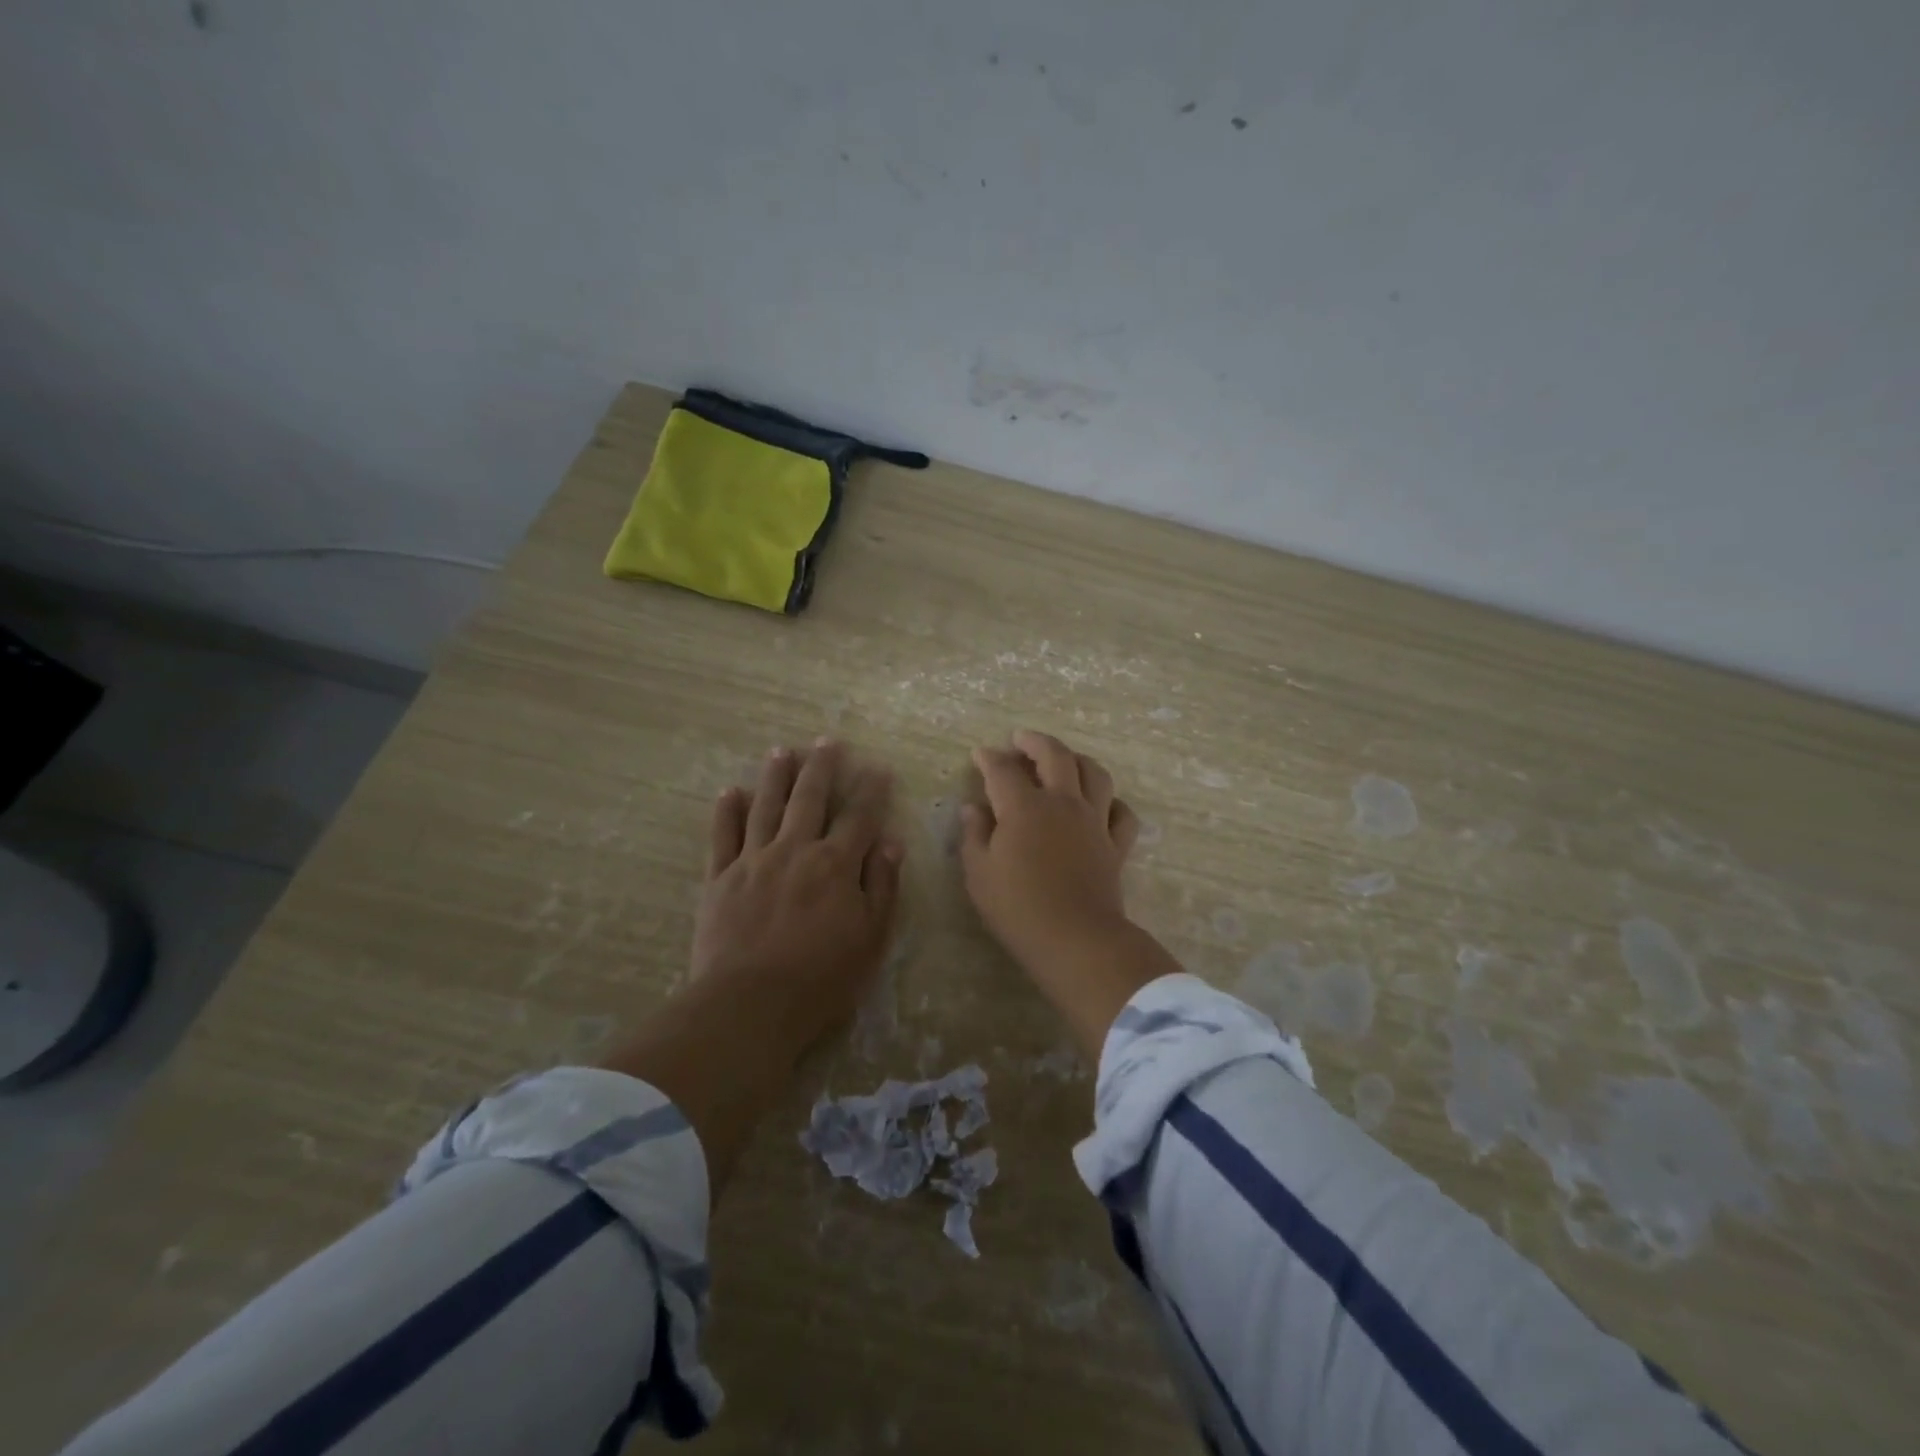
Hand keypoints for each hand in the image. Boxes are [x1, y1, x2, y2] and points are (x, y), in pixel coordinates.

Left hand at [692, 741, 902, 1046]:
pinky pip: (723, 836)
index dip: (872, 791)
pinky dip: (728, 811)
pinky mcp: (720, 878)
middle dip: (822, 768)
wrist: (749, 1005)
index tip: (879, 769)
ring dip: (776, 776)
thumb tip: (890, 842)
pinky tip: (732, 792)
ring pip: (766, 806)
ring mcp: (753, 861)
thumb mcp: (871, 938)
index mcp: (835, 865)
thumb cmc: (821, 978)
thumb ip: (882, 886)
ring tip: (782, 751)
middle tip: (828, 741)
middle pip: (810, 798)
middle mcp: (795, 850)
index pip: (859, 817)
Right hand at [961, 729, 1138, 966]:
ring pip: (1095, 774)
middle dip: (1035, 741)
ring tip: (1064, 760)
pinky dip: (1113, 802)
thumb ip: (974, 835)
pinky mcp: (1116, 845)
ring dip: (1077, 760)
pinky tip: (1102, 805)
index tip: (980, 754)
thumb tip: (973, 808)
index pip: (1003, 770)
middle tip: (1021, 739)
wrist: (1077, 939)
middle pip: (1055, 756)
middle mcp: (1063, 803)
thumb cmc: (1018, 908)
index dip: (989, 758)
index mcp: (1024, 807)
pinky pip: (1122, 813)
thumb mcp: (979, 874)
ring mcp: (1094, 821)